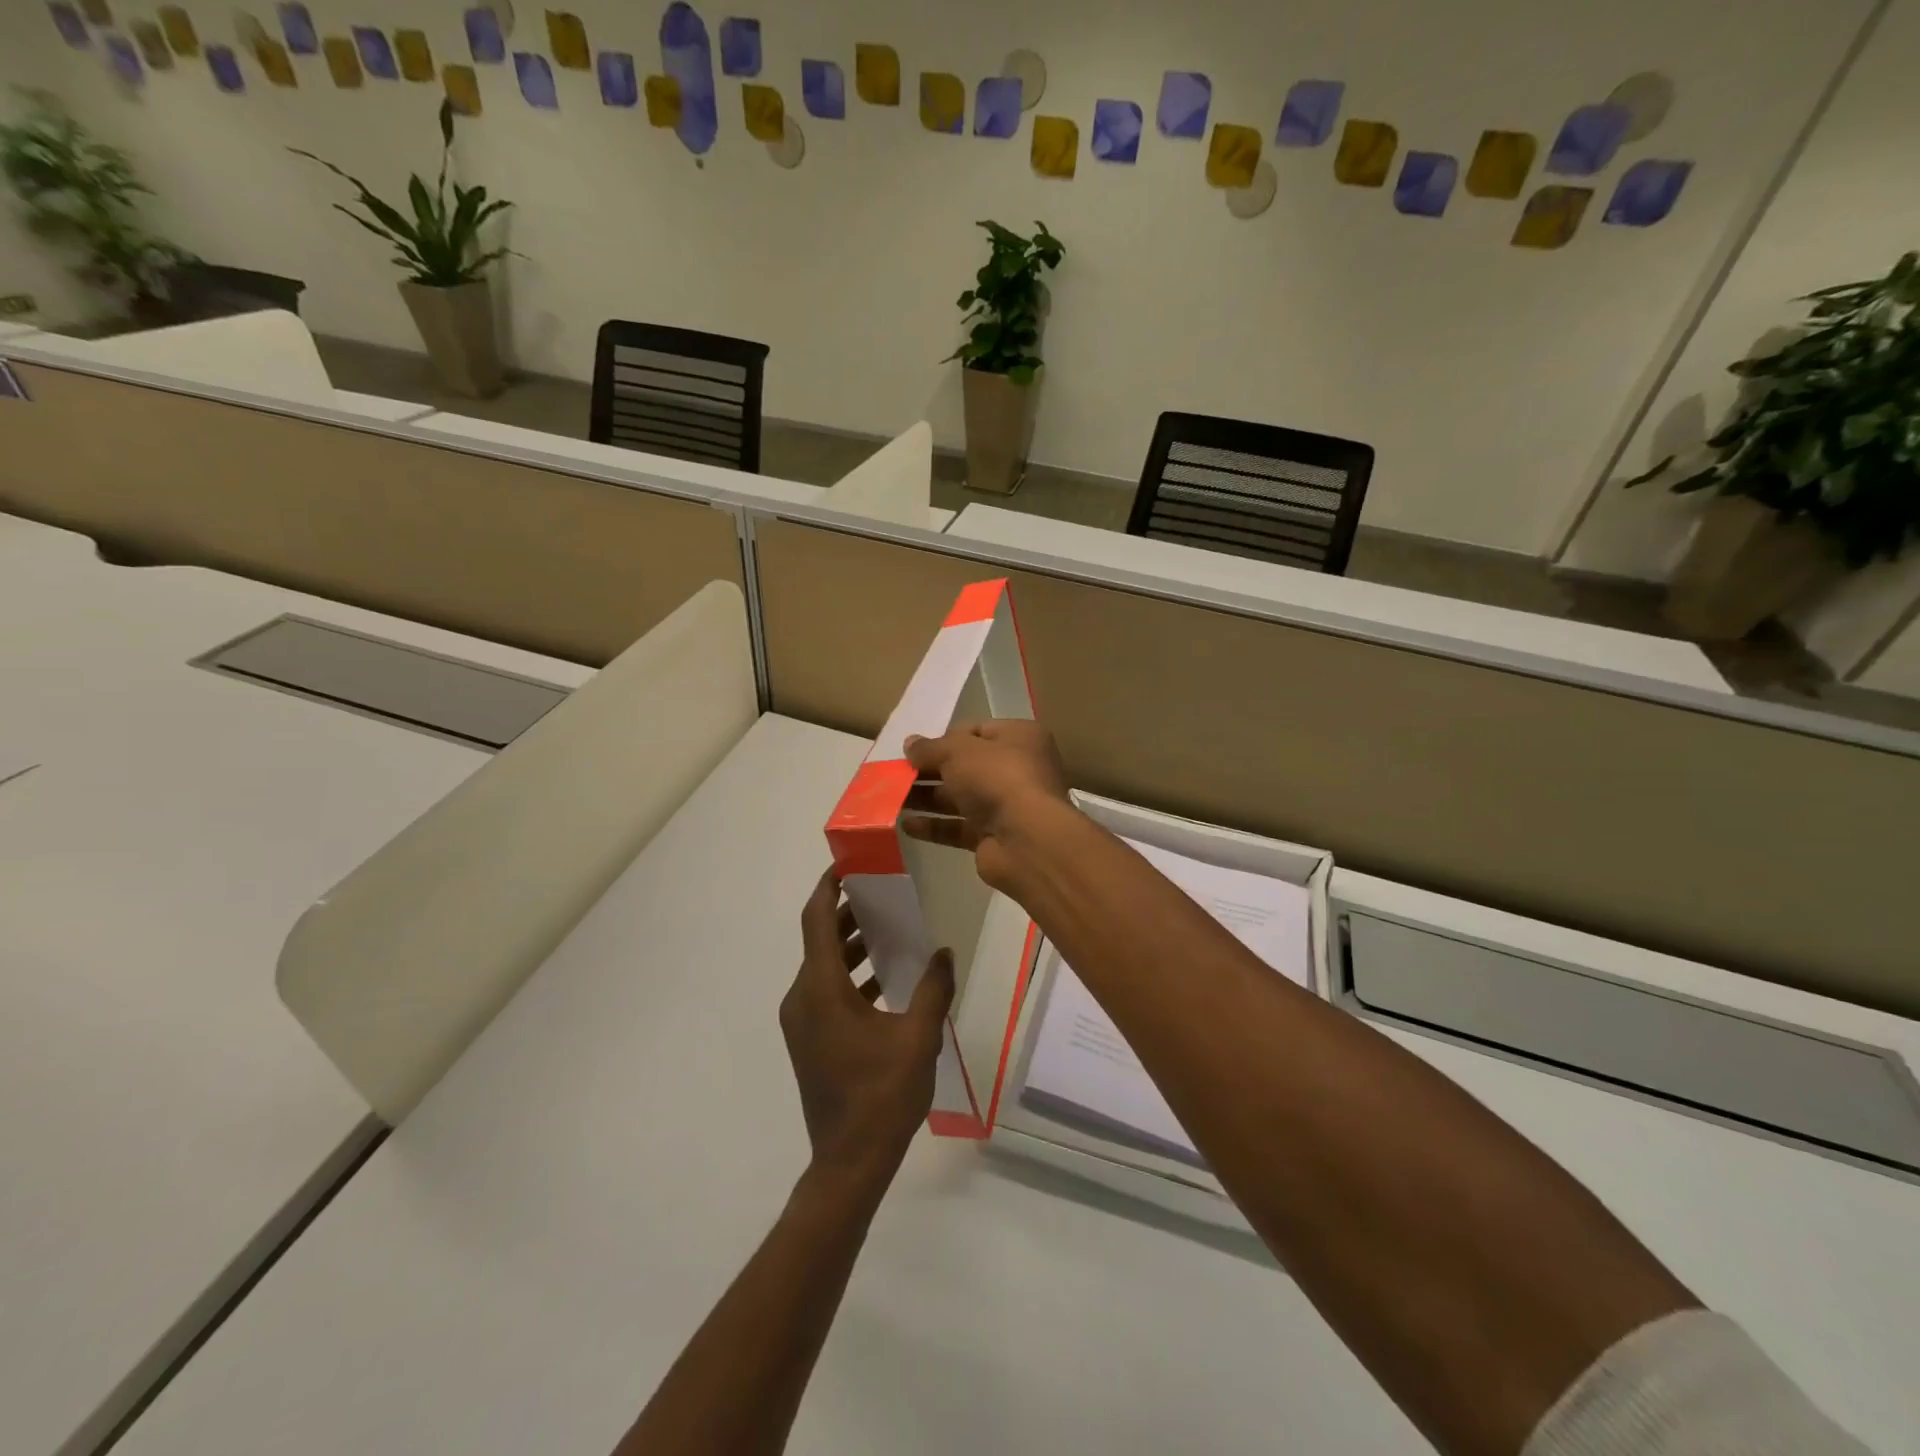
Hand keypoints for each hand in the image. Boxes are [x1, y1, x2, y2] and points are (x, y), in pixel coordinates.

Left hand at [780, 871, 954, 1196]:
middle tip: (881, 894)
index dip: (828, 888)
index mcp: (821, 990)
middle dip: (846, 913)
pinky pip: (824, 991)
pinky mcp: (809, 1040)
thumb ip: (933, 989)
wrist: (848, 1162)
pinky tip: (883, 980)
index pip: (816, 920)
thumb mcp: (918, 1038)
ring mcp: (802, 1022)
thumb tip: (944, 952)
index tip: (848, 865)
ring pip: (822, 966)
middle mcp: (803, 998)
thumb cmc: (882, 1095)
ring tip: (888, 932)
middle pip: (818, 940)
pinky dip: (848, 975)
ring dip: (850, 946)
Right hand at [902, 720, 1073, 890]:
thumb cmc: (997, 778)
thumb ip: (931, 748)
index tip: (916, 749)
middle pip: (965, 766)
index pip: (977, 731)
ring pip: (960, 798)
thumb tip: (910, 743)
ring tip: (891, 798)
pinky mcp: (994, 837)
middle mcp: (1017, 769)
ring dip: (927, 798)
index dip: (945, 738)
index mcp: (1019, 738)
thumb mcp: (958, 751)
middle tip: (896, 774)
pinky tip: (906, 825)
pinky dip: (934, 826)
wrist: (1026, 839)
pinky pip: (959, 828)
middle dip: (930, 770)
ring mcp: (1006, 805)